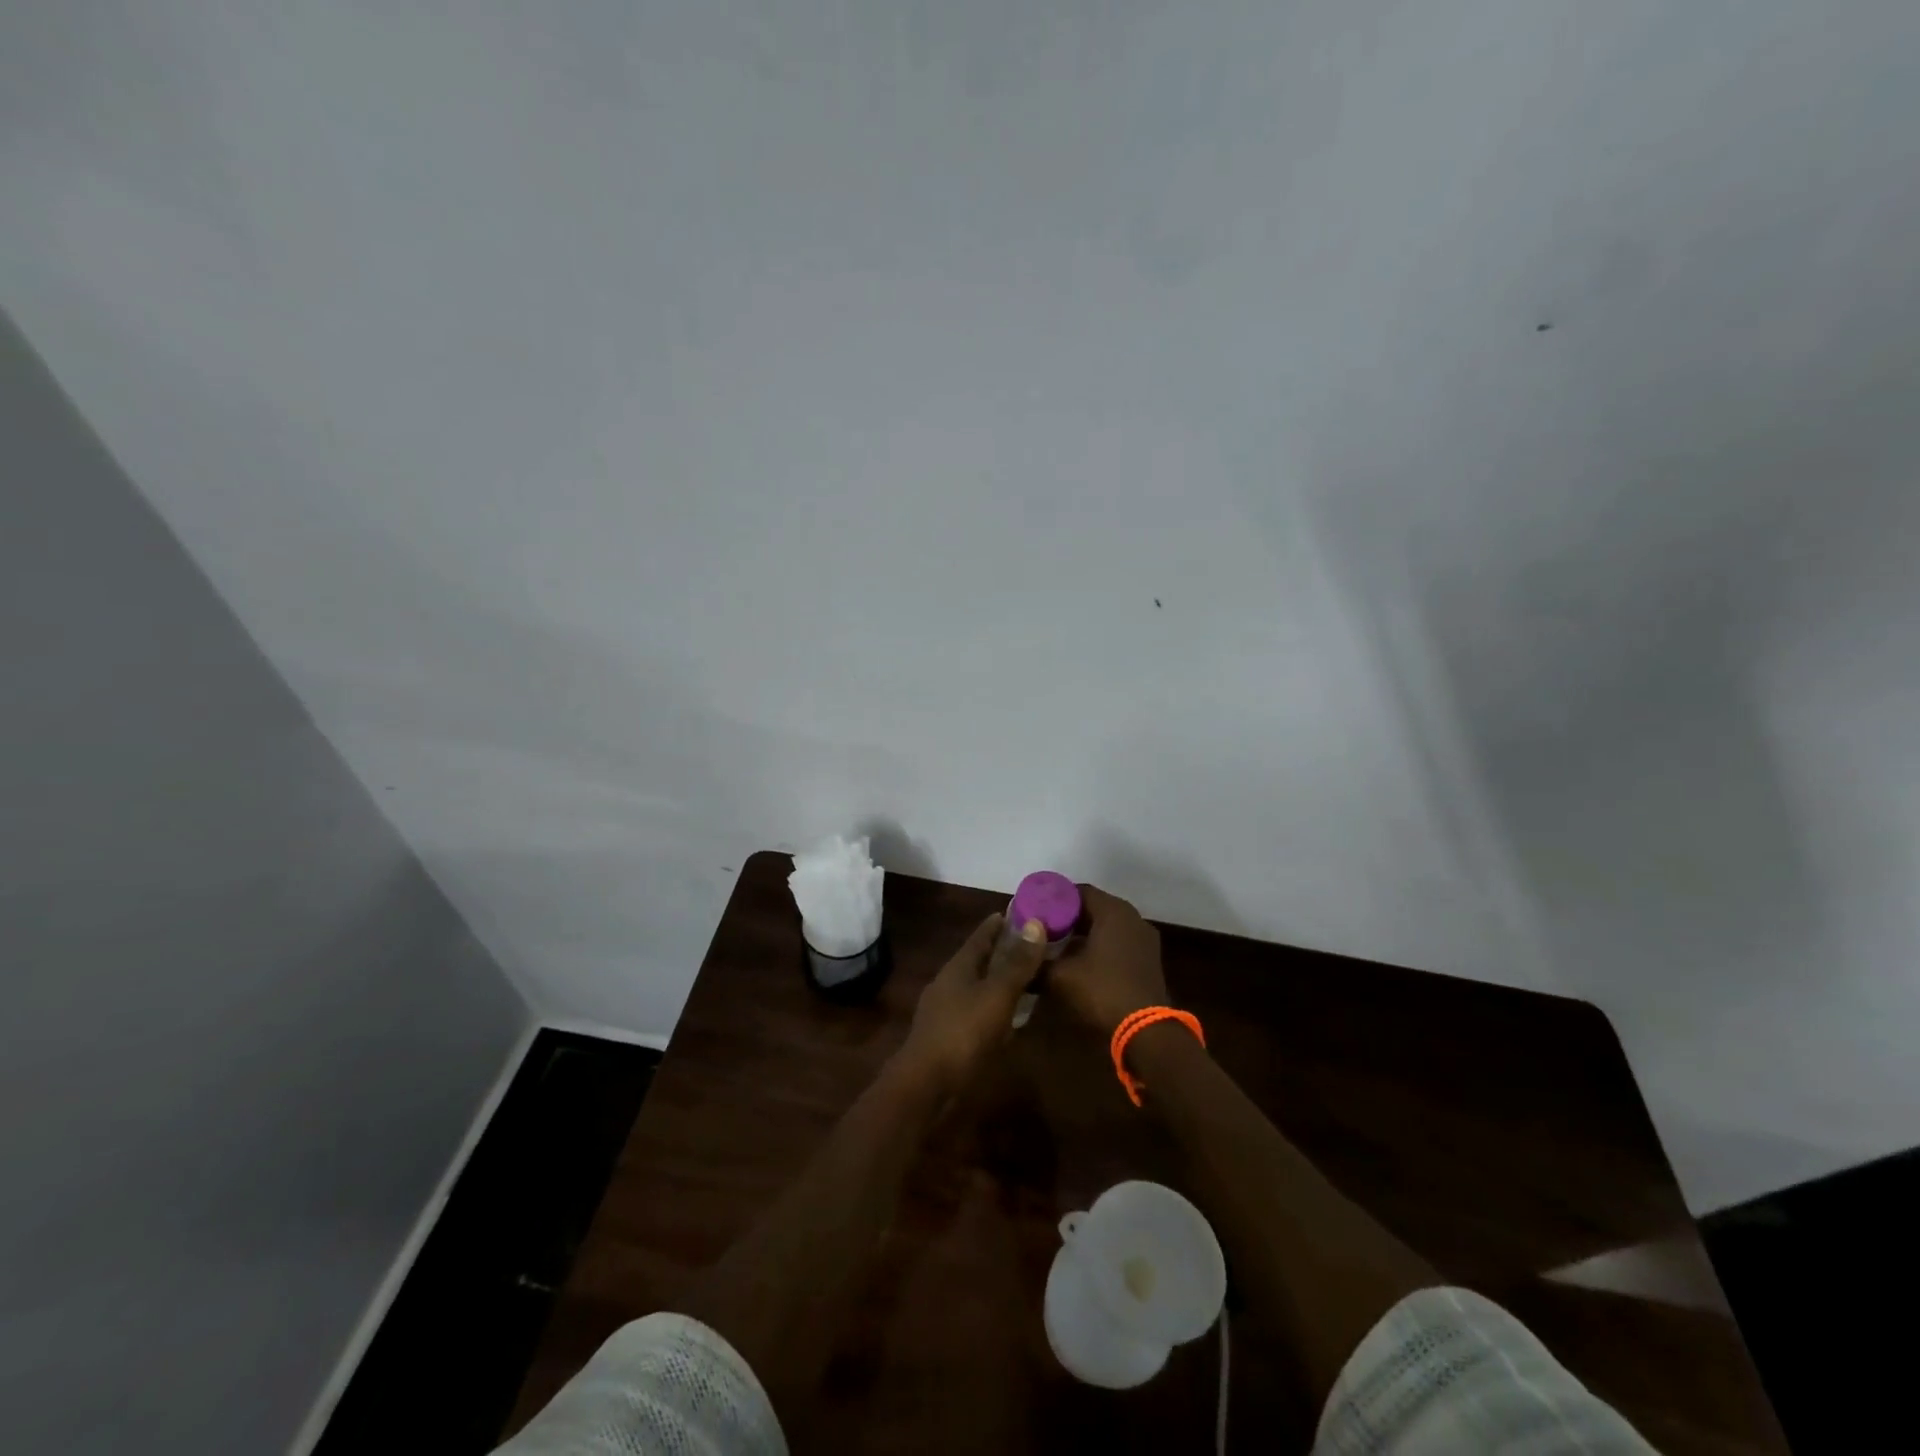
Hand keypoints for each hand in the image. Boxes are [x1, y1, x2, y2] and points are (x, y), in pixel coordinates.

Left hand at [897, 913, 1048, 1097]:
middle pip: (977, 960)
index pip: (980, 936)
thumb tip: (1035, 923)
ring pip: (976, 986)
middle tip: (1028, 943)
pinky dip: (993, 1006)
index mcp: (958, 967)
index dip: (998, 924)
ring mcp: (945, 1011)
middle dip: (999, 950)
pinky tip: (1007, 1016)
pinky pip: (975, 1010)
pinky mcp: (948, 1036)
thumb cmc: (963, 1033)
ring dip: (996, 979)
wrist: (926, 1085)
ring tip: (1022, 977)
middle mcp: (949, 983)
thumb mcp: (997, 995)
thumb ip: (1017, 963)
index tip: (1018, 911)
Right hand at [1048, 884, 1168, 1036]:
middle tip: (1042, 928)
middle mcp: (1132, 918)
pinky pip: (1118, 942)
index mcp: (1113, 911)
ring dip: (1084, 933)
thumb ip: (1037, 962)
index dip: (1054, 899)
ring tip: (1056, 945)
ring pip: (1107, 926)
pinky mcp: (1148, 959)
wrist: (1145, 1032)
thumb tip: (1018, 959)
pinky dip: (1099, 946)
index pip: (1079, 891)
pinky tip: (1080, 961)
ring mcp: (1144, 939)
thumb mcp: (1060, 976)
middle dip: (1067, 917)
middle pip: (1094, 907)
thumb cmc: (1102, 991)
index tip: (1035, 910)